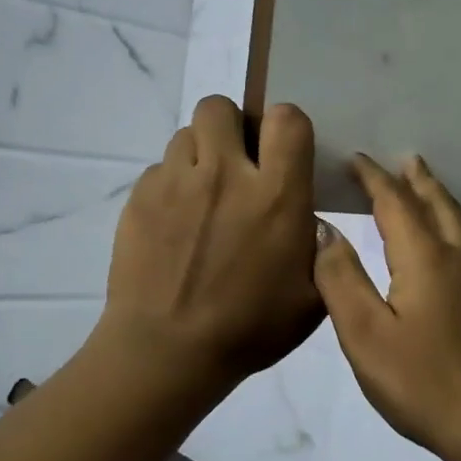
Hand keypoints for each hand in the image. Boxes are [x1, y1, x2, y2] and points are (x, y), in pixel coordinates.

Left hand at [98, 97, 323, 396]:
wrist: (167, 352)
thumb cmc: (249, 329)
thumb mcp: (311, 298)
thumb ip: (321, 251)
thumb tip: (309, 221)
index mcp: (275, 194)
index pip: (286, 118)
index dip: (287, 127)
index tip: (282, 153)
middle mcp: (224, 174)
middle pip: (221, 107)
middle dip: (232, 126)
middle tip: (237, 164)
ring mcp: (175, 183)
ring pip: (186, 135)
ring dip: (200, 155)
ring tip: (203, 194)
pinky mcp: (139, 198)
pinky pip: (159, 170)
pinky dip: (171, 185)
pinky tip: (174, 223)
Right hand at [312, 153, 460, 460]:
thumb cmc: (425, 384)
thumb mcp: (366, 336)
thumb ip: (341, 279)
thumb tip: (324, 229)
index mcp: (426, 258)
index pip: (395, 202)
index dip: (373, 178)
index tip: (356, 159)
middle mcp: (460, 257)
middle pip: (437, 203)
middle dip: (416, 179)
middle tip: (402, 159)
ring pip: (459, 223)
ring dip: (437, 199)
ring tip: (424, 189)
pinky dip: (451, 226)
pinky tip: (449, 248)